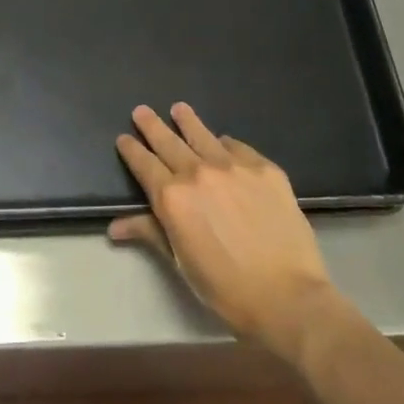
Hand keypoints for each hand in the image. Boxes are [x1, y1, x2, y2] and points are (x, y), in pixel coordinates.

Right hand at [112, 103, 338, 356]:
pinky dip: (225, 143)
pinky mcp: (266, 169)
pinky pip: (239, 147)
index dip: (132, 150)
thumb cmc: (225, 287)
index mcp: (172, 198)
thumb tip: (115, 227)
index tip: (124, 138)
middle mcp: (199, 173)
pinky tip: (224, 142)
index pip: (144, 165)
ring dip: (188, 121)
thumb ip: (150, 233)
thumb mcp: (181, 262)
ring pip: (204, 136)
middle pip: (169, 142)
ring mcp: (235, 167)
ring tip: (179, 108)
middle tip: (142, 110)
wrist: (287, 295)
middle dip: (152, 126)